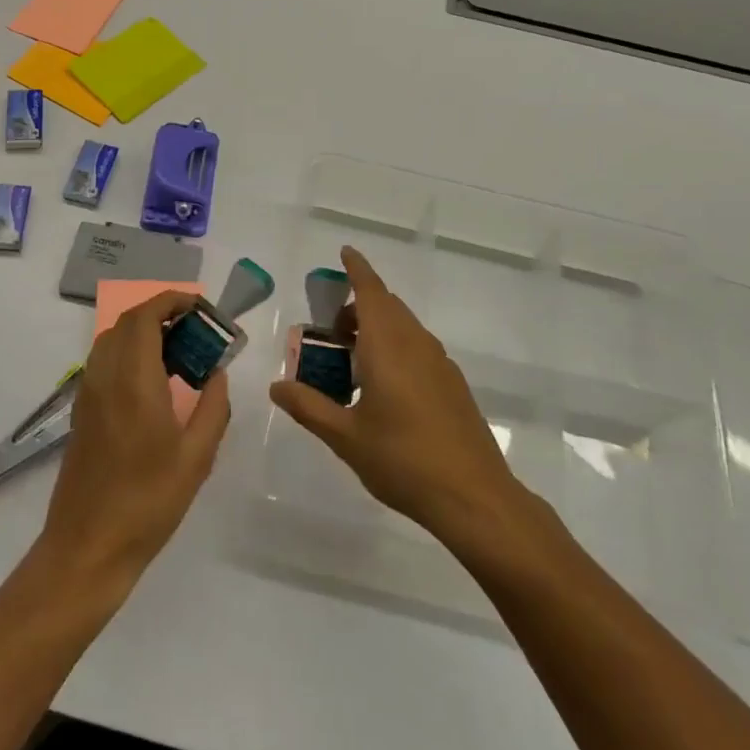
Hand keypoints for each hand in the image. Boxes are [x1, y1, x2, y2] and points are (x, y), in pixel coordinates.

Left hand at [37, 290, 230, 590]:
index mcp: (133, 382)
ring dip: (144, 331)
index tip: (202, 308)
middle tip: (197, 330)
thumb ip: (213, 407)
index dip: (172, 300)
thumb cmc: (148, 503)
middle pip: (127, 322)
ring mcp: (88, 394)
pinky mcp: (82, 412)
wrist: (87, 548)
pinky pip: (104, 362)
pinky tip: (155, 382)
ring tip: (180, 353)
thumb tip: (217, 373)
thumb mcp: (196, 458)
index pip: (145, 317)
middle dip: (162, 313)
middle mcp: (104, 377)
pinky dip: (129, 352)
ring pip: (112, 340)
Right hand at [268, 247, 522, 540]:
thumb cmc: (403, 460)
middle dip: (357, 306)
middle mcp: (416, 344)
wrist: (474, 496)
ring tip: (351, 360)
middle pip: (386, 306)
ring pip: (404, 327)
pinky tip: (383, 387)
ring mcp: (439, 363)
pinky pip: (418, 347)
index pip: (370, 292)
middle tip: (329, 330)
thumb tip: (276, 386)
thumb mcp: (345, 437)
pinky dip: (395, 347)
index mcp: (388, 347)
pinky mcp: (452, 383)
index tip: (344, 252)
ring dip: (377, 327)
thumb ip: (309, 406)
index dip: (356, 269)